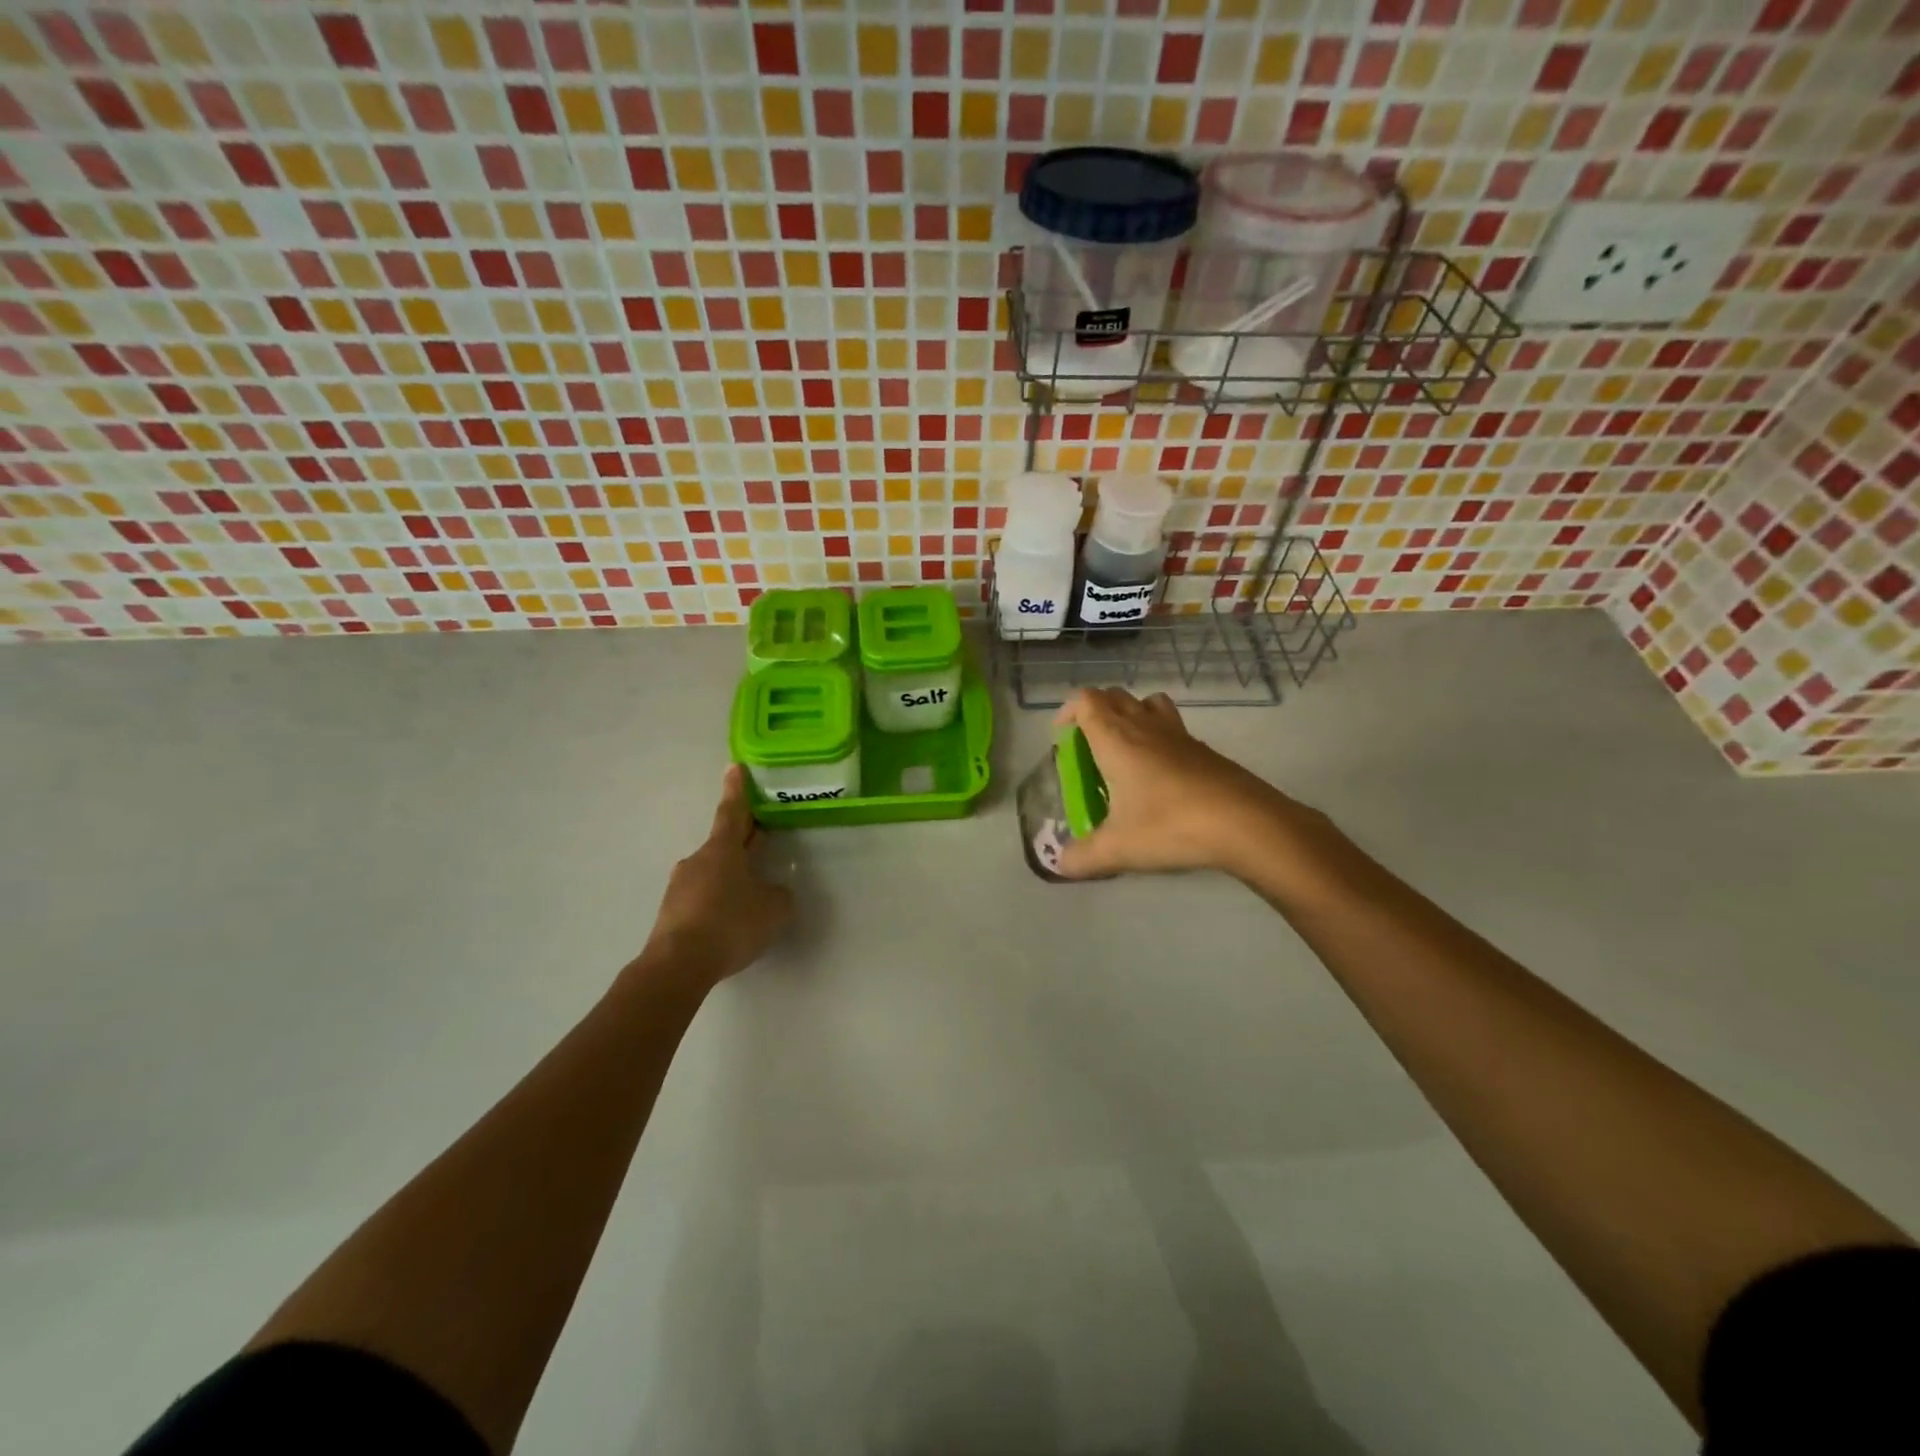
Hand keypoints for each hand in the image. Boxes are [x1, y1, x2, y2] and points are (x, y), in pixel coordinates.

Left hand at [632, 766, 794, 992]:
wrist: (678, 965)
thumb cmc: (730, 924)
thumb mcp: (772, 909)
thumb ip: (778, 895)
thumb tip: (773, 892)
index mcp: (723, 850)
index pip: (732, 812)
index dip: (737, 790)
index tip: (734, 767)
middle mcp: (698, 861)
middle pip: (724, 844)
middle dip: (743, 840)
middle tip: (760, 836)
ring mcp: (680, 886)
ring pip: (712, 874)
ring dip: (730, 878)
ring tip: (750, 898)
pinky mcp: (672, 913)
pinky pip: (701, 900)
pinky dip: (717, 903)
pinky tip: (729, 924)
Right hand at [1052, 688, 1312, 880]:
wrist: (1245, 823)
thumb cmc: (1171, 826)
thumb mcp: (1118, 848)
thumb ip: (1083, 856)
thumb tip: (1060, 864)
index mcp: (1116, 739)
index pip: (1086, 701)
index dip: (1068, 710)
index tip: (1061, 737)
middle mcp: (1145, 726)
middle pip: (1115, 696)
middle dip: (1095, 713)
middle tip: (1088, 747)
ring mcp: (1178, 735)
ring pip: (1148, 703)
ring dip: (1130, 715)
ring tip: (1123, 750)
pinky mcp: (1204, 750)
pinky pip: (1172, 727)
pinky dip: (1158, 737)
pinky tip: (1159, 775)